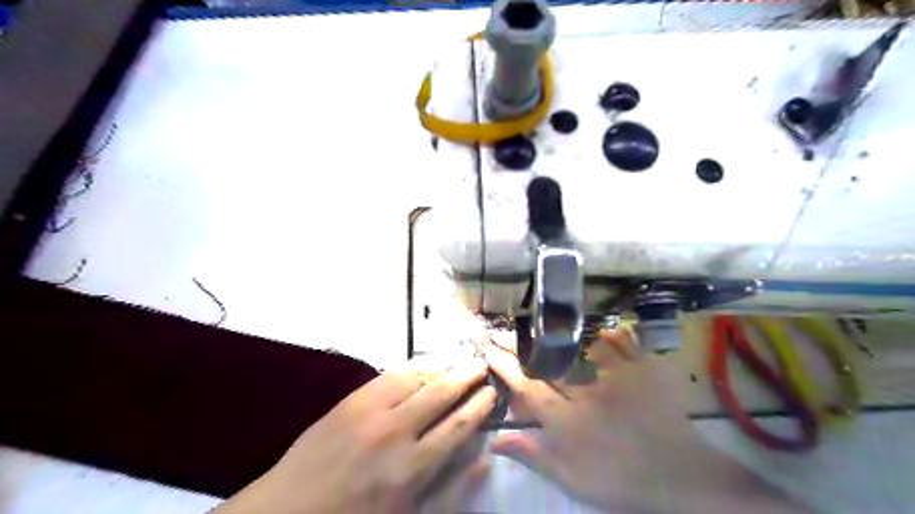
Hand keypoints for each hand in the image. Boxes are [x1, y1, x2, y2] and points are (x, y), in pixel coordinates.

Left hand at [214, 355, 496, 513]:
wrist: (290, 508)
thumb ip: (451, 488)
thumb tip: (484, 458)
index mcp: (411, 467)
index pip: (458, 425)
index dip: (480, 404)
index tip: (492, 391)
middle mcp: (396, 431)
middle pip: (442, 393)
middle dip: (467, 375)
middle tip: (482, 363)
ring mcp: (371, 409)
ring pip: (418, 375)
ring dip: (443, 363)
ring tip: (460, 356)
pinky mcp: (353, 398)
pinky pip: (391, 373)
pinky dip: (415, 364)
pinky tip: (427, 361)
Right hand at [485, 328, 813, 511]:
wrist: (681, 477)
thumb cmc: (620, 481)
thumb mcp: (571, 479)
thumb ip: (533, 455)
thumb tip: (495, 439)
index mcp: (567, 419)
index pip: (528, 386)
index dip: (505, 366)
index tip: (488, 349)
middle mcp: (587, 391)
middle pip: (547, 363)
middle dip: (520, 346)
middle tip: (502, 331)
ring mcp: (617, 376)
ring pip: (580, 347)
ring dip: (556, 333)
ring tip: (536, 321)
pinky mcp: (643, 369)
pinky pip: (623, 342)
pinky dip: (611, 332)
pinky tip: (599, 325)